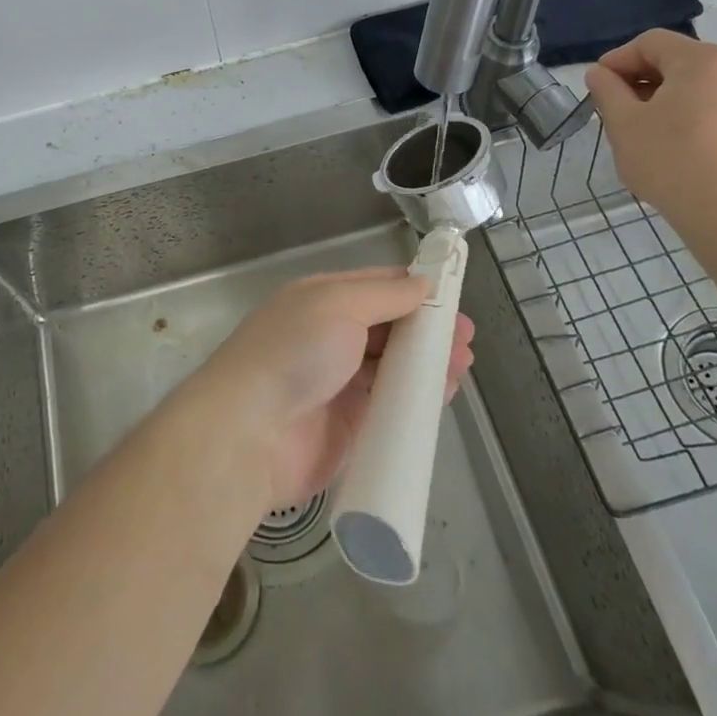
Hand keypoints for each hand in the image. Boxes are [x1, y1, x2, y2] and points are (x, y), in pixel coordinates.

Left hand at [193, 267, 474, 509]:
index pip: (377, 285)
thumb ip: (384, 295)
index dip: (415, 288)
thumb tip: (422, 282)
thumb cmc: (294, 352)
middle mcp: (331, 335)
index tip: (453, 295)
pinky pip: (393, 404)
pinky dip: (420, 397)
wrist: (250, 433)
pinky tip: (445, 392)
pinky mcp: (351, 425)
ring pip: (394, 365)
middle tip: (465, 337)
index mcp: (322, 299)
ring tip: (463, 362)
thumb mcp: (338, 304)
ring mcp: (341, 381)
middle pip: (389, 326)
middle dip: (427, 328)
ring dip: (428, 361)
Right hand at [584, 29, 716, 230]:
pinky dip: (689, 114)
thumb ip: (607, 90)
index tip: (597, 84)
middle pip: (676, 61)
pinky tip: (672, 144)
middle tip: (614, 108)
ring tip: (641, 129)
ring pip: (696, 86)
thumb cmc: (672, 161)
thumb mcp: (624, 123)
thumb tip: (599, 73)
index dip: (618, 59)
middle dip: (640, 80)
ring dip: (663, 98)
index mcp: (702, 59)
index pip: (650, 43)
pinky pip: (715, 106)